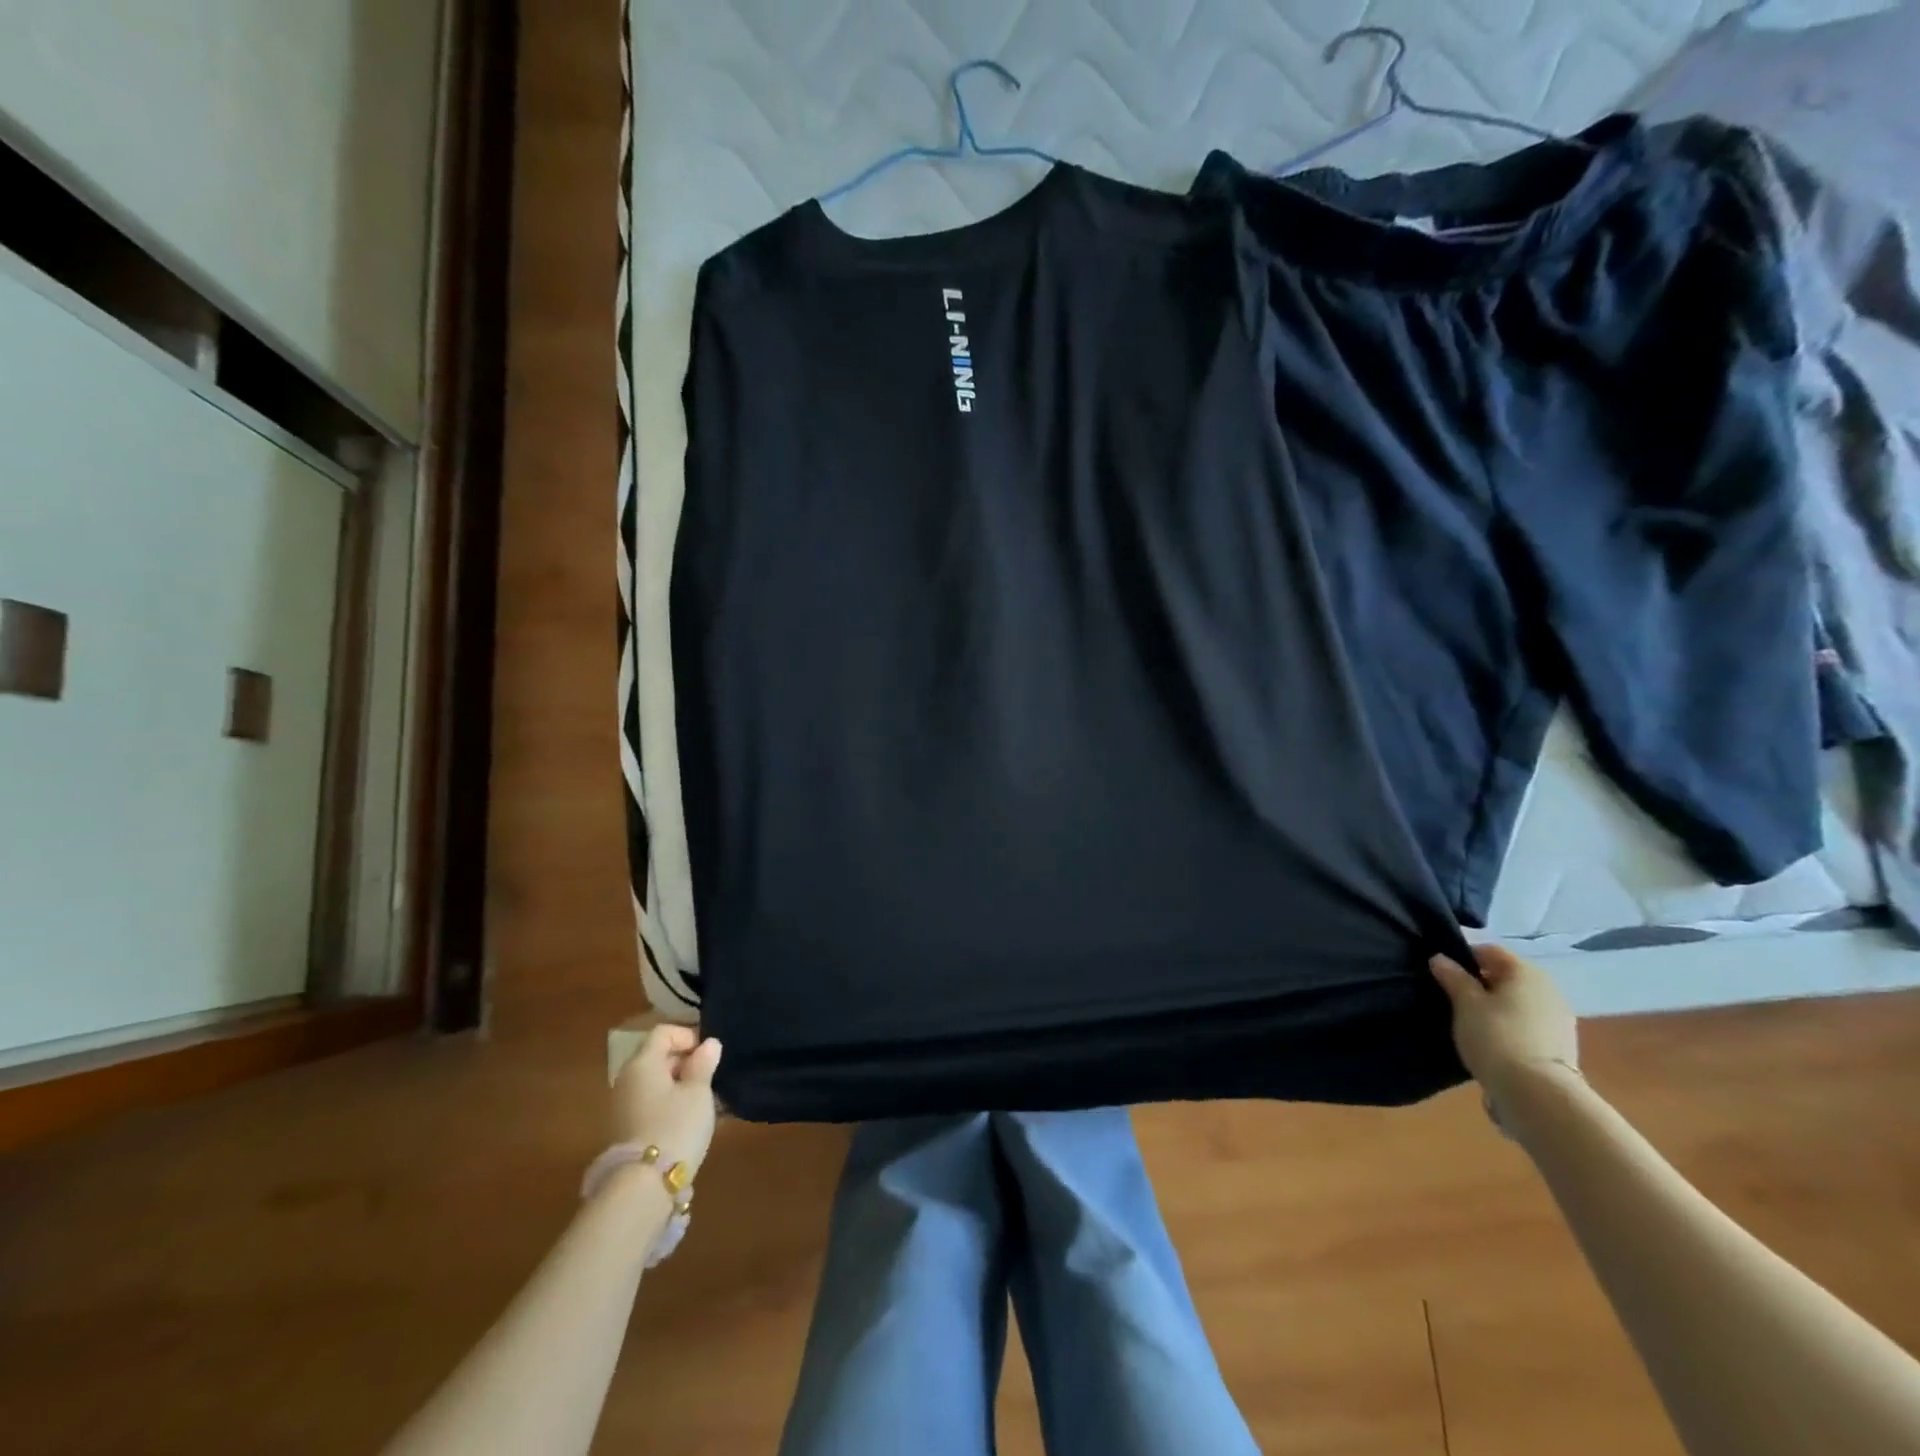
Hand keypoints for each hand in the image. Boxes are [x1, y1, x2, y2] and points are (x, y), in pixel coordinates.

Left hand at [611, 1024, 722, 1178]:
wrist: (643, 1186)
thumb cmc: (675, 1126)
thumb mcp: (698, 1092)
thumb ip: (704, 1064)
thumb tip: (709, 1044)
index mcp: (642, 1063)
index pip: (663, 1032)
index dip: (688, 1036)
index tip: (708, 1054)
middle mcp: (626, 1080)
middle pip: (656, 1056)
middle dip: (685, 1061)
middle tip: (709, 1077)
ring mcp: (621, 1107)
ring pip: (654, 1083)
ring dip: (678, 1084)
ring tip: (703, 1100)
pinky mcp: (623, 1130)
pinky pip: (649, 1103)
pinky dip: (668, 1103)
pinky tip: (687, 1120)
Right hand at [1430, 944, 1579, 1115]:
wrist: (1538, 1094)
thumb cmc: (1496, 1036)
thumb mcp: (1465, 1003)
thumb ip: (1453, 977)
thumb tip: (1440, 958)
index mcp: (1526, 972)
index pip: (1489, 951)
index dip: (1464, 957)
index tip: (1444, 974)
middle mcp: (1548, 989)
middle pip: (1506, 976)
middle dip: (1480, 983)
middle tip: (1454, 999)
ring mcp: (1559, 1018)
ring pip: (1518, 1001)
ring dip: (1496, 1006)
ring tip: (1472, 1023)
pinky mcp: (1561, 1045)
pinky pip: (1528, 1024)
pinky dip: (1511, 1026)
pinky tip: (1494, 1042)